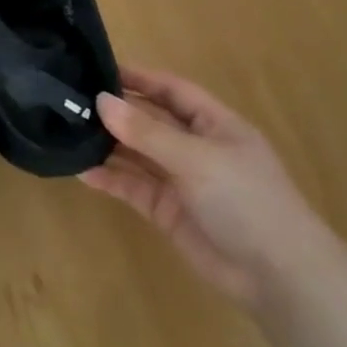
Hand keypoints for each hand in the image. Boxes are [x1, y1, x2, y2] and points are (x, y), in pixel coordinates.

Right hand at [81, 65, 339, 310]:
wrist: (278, 277)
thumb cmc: (245, 200)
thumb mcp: (195, 158)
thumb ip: (145, 131)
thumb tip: (100, 100)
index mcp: (214, 125)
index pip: (171, 90)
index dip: (139, 78)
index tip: (97, 69)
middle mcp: (196, 148)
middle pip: (150, 121)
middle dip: (116, 112)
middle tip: (70, 101)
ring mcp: (181, 180)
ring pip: (138, 154)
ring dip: (107, 144)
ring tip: (68, 132)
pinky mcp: (168, 211)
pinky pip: (133, 187)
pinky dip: (110, 179)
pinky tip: (81, 171)